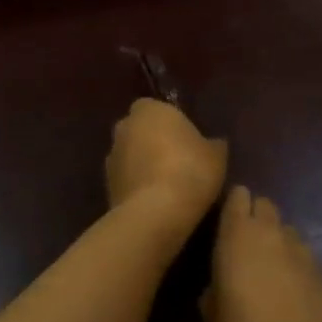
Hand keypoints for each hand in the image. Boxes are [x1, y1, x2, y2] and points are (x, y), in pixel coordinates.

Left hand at [106, 99, 226, 239]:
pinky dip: (137, 187)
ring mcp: (111, 157)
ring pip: (130, 156)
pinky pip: (126, 180)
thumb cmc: (190, 170)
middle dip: (153, 142)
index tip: (187, 140)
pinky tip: (156, 202)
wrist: (156, 213)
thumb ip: (212, 143)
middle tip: (178, 161)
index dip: (171, 124)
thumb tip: (213, 143)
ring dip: (143, 166)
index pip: (156, 108)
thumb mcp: (216, 155)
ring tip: (167, 186)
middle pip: (140, 130)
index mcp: (149, 108)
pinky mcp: (106, 186)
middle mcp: (124, 126)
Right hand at [202, 186, 321, 321]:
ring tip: (271, 272)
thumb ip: (212, 289)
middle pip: (264, 205)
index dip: (233, 206)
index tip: (225, 226)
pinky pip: (304, 255)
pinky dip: (296, 264)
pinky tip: (293, 293)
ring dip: (277, 241)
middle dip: (256, 218)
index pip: (237, 195)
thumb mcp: (213, 319)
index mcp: (237, 234)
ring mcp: (300, 249)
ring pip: (286, 229)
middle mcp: (270, 231)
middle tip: (246, 249)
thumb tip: (217, 285)